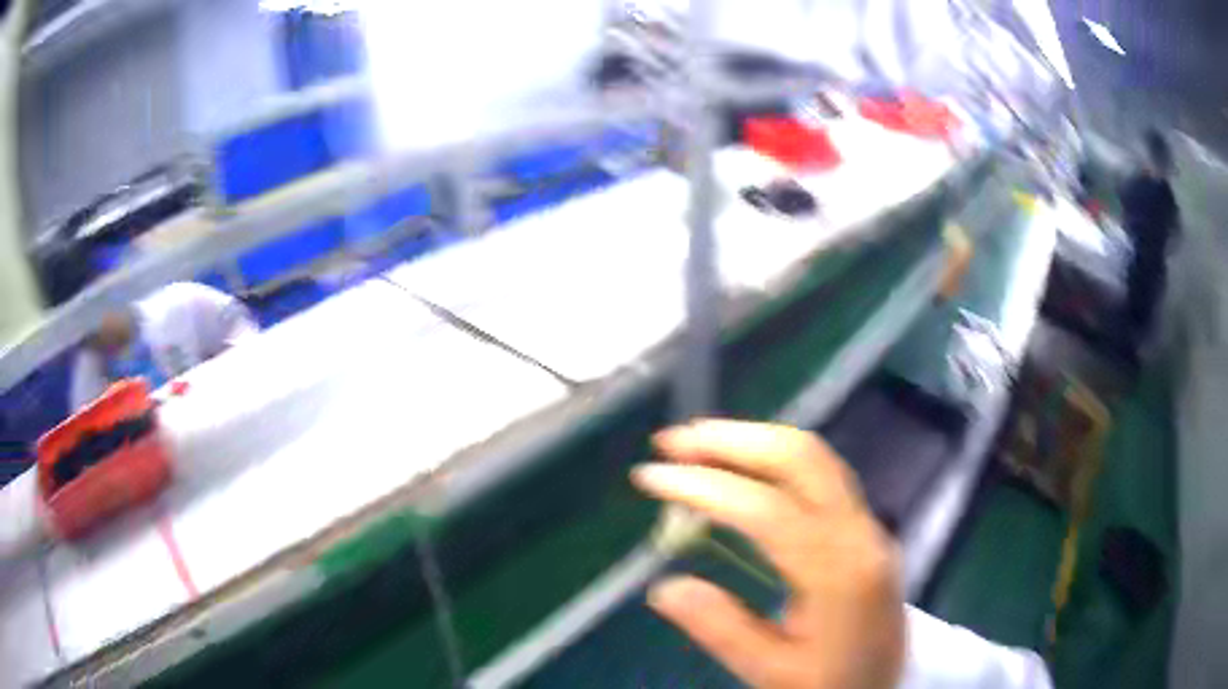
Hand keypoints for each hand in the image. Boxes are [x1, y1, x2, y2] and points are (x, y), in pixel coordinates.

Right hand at [632, 419, 904, 688]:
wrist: (887, 686)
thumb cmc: (831, 683)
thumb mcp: (772, 673)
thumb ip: (722, 630)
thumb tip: (662, 587)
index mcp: (839, 574)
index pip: (767, 510)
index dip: (705, 487)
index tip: (649, 478)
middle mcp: (861, 533)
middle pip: (800, 459)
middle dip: (731, 440)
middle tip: (670, 442)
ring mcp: (868, 524)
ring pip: (814, 456)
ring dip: (752, 440)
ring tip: (695, 444)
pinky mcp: (864, 526)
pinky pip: (820, 473)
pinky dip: (773, 458)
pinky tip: (741, 467)